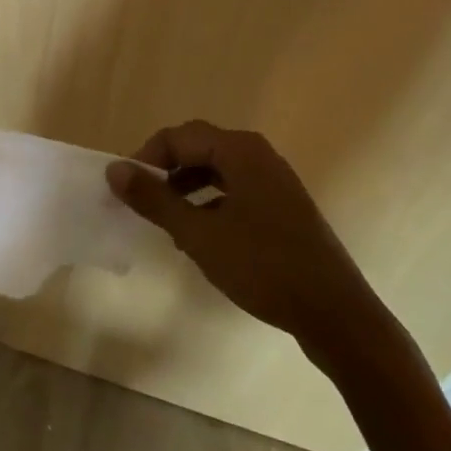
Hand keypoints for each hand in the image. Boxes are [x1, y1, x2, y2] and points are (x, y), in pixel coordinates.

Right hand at [106, 121, 377, 345]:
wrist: (336, 315)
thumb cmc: (263, 266)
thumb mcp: (199, 234)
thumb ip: (154, 199)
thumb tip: (114, 170)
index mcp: (239, 150)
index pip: (179, 136)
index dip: (146, 157)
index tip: (125, 188)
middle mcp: (258, 154)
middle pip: (198, 148)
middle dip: (166, 171)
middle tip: (142, 202)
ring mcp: (274, 180)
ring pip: (217, 170)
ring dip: (186, 188)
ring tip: (167, 221)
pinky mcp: (283, 207)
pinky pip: (235, 190)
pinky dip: (210, 203)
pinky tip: (200, 236)